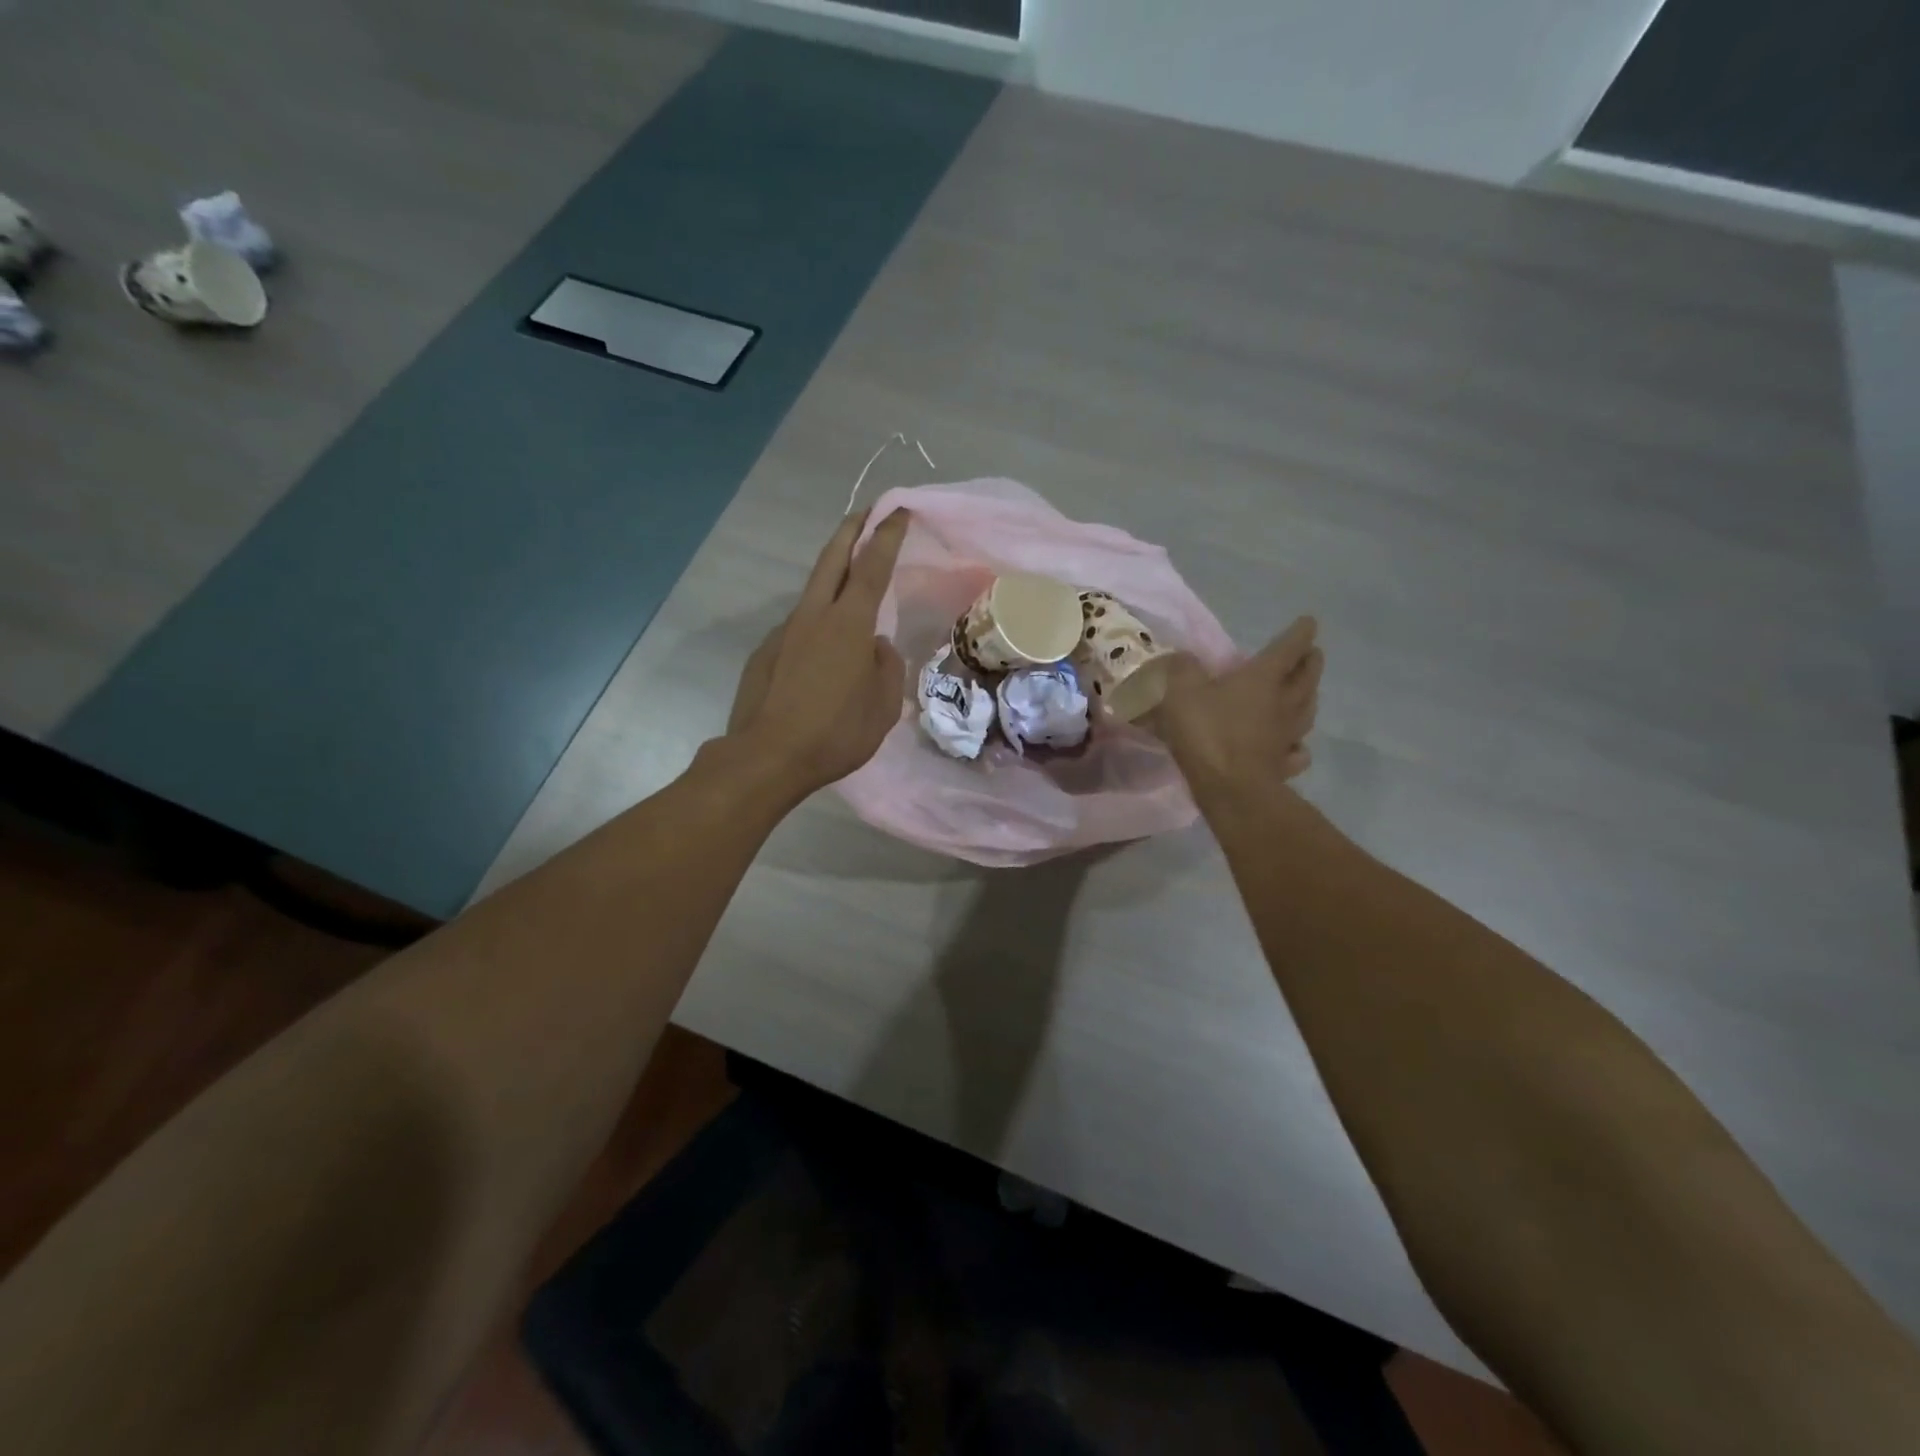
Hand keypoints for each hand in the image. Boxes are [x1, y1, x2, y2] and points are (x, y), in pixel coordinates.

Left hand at [725, 510, 911, 795]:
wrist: (767, 756)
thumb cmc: (836, 733)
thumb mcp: (883, 706)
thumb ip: (886, 667)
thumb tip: (876, 647)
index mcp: (849, 624)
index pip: (871, 567)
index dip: (886, 536)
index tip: (898, 512)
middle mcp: (814, 616)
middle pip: (832, 560)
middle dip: (850, 531)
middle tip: (865, 514)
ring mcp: (785, 632)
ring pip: (813, 593)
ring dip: (832, 579)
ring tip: (850, 590)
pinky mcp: (765, 652)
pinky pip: (799, 629)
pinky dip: (816, 627)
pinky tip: (822, 656)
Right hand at [1155, 616, 1322, 793]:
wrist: (1229, 787)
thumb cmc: (1207, 732)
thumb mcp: (1181, 691)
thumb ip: (1181, 669)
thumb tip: (1182, 657)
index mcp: (1263, 678)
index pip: (1288, 647)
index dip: (1300, 632)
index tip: (1309, 622)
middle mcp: (1283, 702)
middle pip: (1307, 676)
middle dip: (1311, 661)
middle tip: (1312, 654)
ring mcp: (1288, 735)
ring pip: (1308, 709)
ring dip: (1310, 696)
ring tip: (1307, 691)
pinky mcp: (1284, 764)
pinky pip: (1298, 750)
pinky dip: (1299, 743)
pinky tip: (1294, 744)